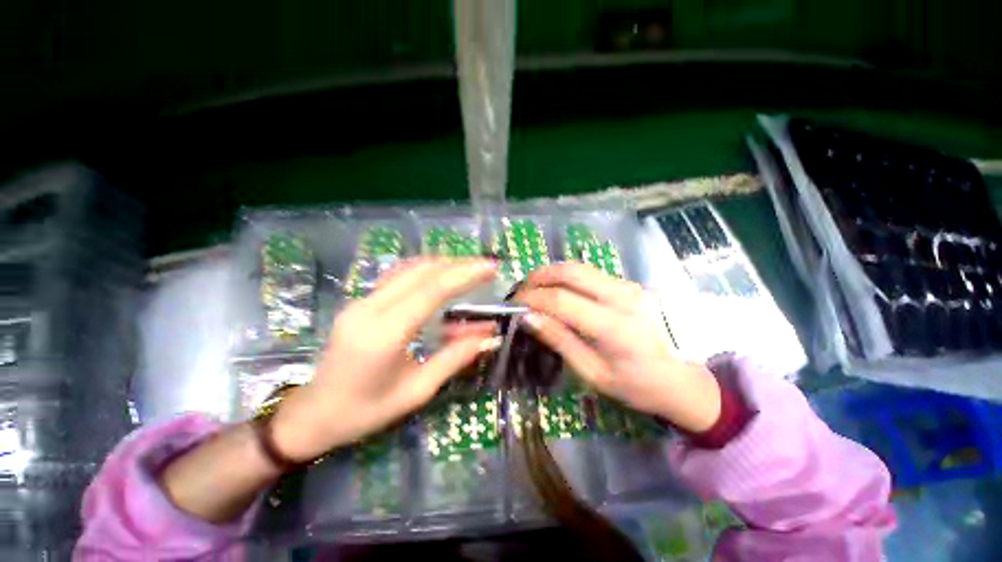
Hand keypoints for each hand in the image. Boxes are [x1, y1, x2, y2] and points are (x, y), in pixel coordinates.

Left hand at [270, 258, 498, 461]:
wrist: (313, 412)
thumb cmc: (366, 411)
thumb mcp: (417, 390)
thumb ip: (455, 357)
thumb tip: (489, 336)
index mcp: (384, 334)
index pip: (431, 291)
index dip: (464, 274)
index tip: (491, 268)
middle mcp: (370, 308)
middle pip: (421, 272)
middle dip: (458, 264)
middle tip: (486, 267)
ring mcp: (361, 301)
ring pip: (408, 268)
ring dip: (443, 264)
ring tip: (470, 269)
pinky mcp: (361, 301)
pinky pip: (399, 276)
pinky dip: (426, 270)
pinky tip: (442, 276)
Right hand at [515, 262, 720, 433]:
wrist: (680, 378)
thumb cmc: (636, 385)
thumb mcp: (592, 373)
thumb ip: (560, 340)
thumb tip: (528, 317)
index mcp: (614, 327)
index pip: (562, 300)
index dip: (533, 298)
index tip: (514, 303)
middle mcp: (622, 297)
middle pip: (571, 272)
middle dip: (539, 276)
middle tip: (521, 290)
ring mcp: (628, 286)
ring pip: (580, 267)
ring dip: (551, 273)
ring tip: (534, 288)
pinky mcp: (628, 284)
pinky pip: (590, 273)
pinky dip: (567, 277)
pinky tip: (557, 290)